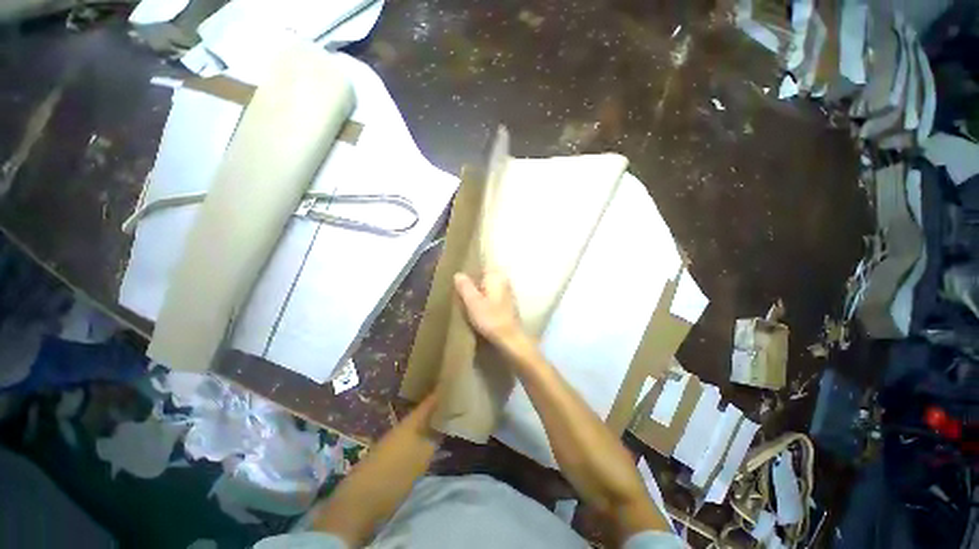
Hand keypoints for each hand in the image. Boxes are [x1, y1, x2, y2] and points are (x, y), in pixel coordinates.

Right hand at [453, 270, 527, 349]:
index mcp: (496, 276)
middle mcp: (504, 280)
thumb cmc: (490, 318)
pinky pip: (494, 295)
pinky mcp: (509, 303)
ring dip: (480, 292)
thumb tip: (458, 274)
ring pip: (489, 287)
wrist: (509, 338)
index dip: (470, 272)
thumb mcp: (473, 302)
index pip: (481, 266)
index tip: (460, 279)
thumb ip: (465, 286)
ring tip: (468, 300)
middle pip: (485, 276)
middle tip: (461, 291)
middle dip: (475, 282)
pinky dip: (487, 299)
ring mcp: (508, 292)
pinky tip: (480, 308)